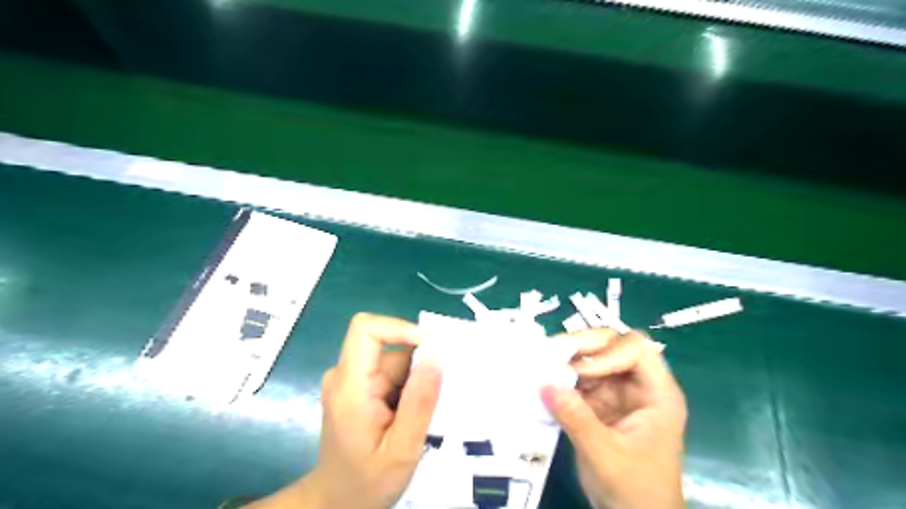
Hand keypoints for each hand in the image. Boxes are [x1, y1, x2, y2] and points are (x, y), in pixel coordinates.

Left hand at [250, 314, 442, 508]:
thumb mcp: (401, 450)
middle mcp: (346, 375)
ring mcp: (351, 380)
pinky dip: (410, 385)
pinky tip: (416, 412)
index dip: (399, 327)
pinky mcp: (359, 386)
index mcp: (350, 386)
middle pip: (388, 345)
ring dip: (416, 378)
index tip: (431, 349)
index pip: (366, 329)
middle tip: (442, 392)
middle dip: (419, 363)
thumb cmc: (366, 483)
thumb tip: (436, 357)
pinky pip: (391, 371)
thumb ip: (419, 403)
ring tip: (430, 411)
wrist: (336, 503)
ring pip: (394, 359)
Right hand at [544, 329, 686, 508]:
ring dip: (568, 359)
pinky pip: (580, 379)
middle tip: (552, 351)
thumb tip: (544, 384)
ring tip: (542, 363)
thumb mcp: (605, 455)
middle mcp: (638, 386)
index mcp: (657, 394)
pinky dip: (562, 377)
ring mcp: (618, 393)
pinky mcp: (599, 403)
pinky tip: (544, 380)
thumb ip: (576, 418)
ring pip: (593, 358)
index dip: (608, 352)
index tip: (582, 371)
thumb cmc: (634, 491)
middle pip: (614, 345)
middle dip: (584, 345)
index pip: (637, 349)